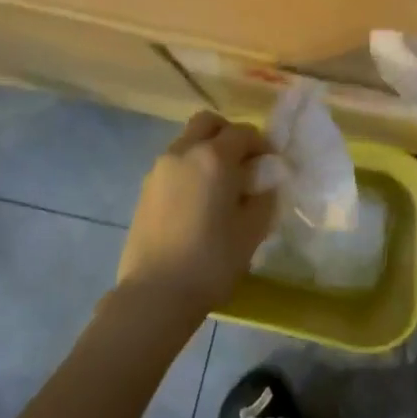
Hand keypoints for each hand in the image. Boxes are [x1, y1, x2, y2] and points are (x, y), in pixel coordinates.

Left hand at [117, 112, 275, 320]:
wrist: (155, 294)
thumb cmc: (212, 260)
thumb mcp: (252, 230)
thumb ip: (264, 197)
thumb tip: (266, 182)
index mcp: (214, 157)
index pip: (244, 133)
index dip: (262, 145)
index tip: (271, 165)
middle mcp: (184, 152)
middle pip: (208, 123)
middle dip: (228, 134)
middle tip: (242, 163)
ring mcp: (159, 169)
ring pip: (187, 142)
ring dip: (206, 151)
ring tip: (219, 186)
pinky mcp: (145, 189)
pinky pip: (173, 165)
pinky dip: (189, 169)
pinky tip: (198, 202)